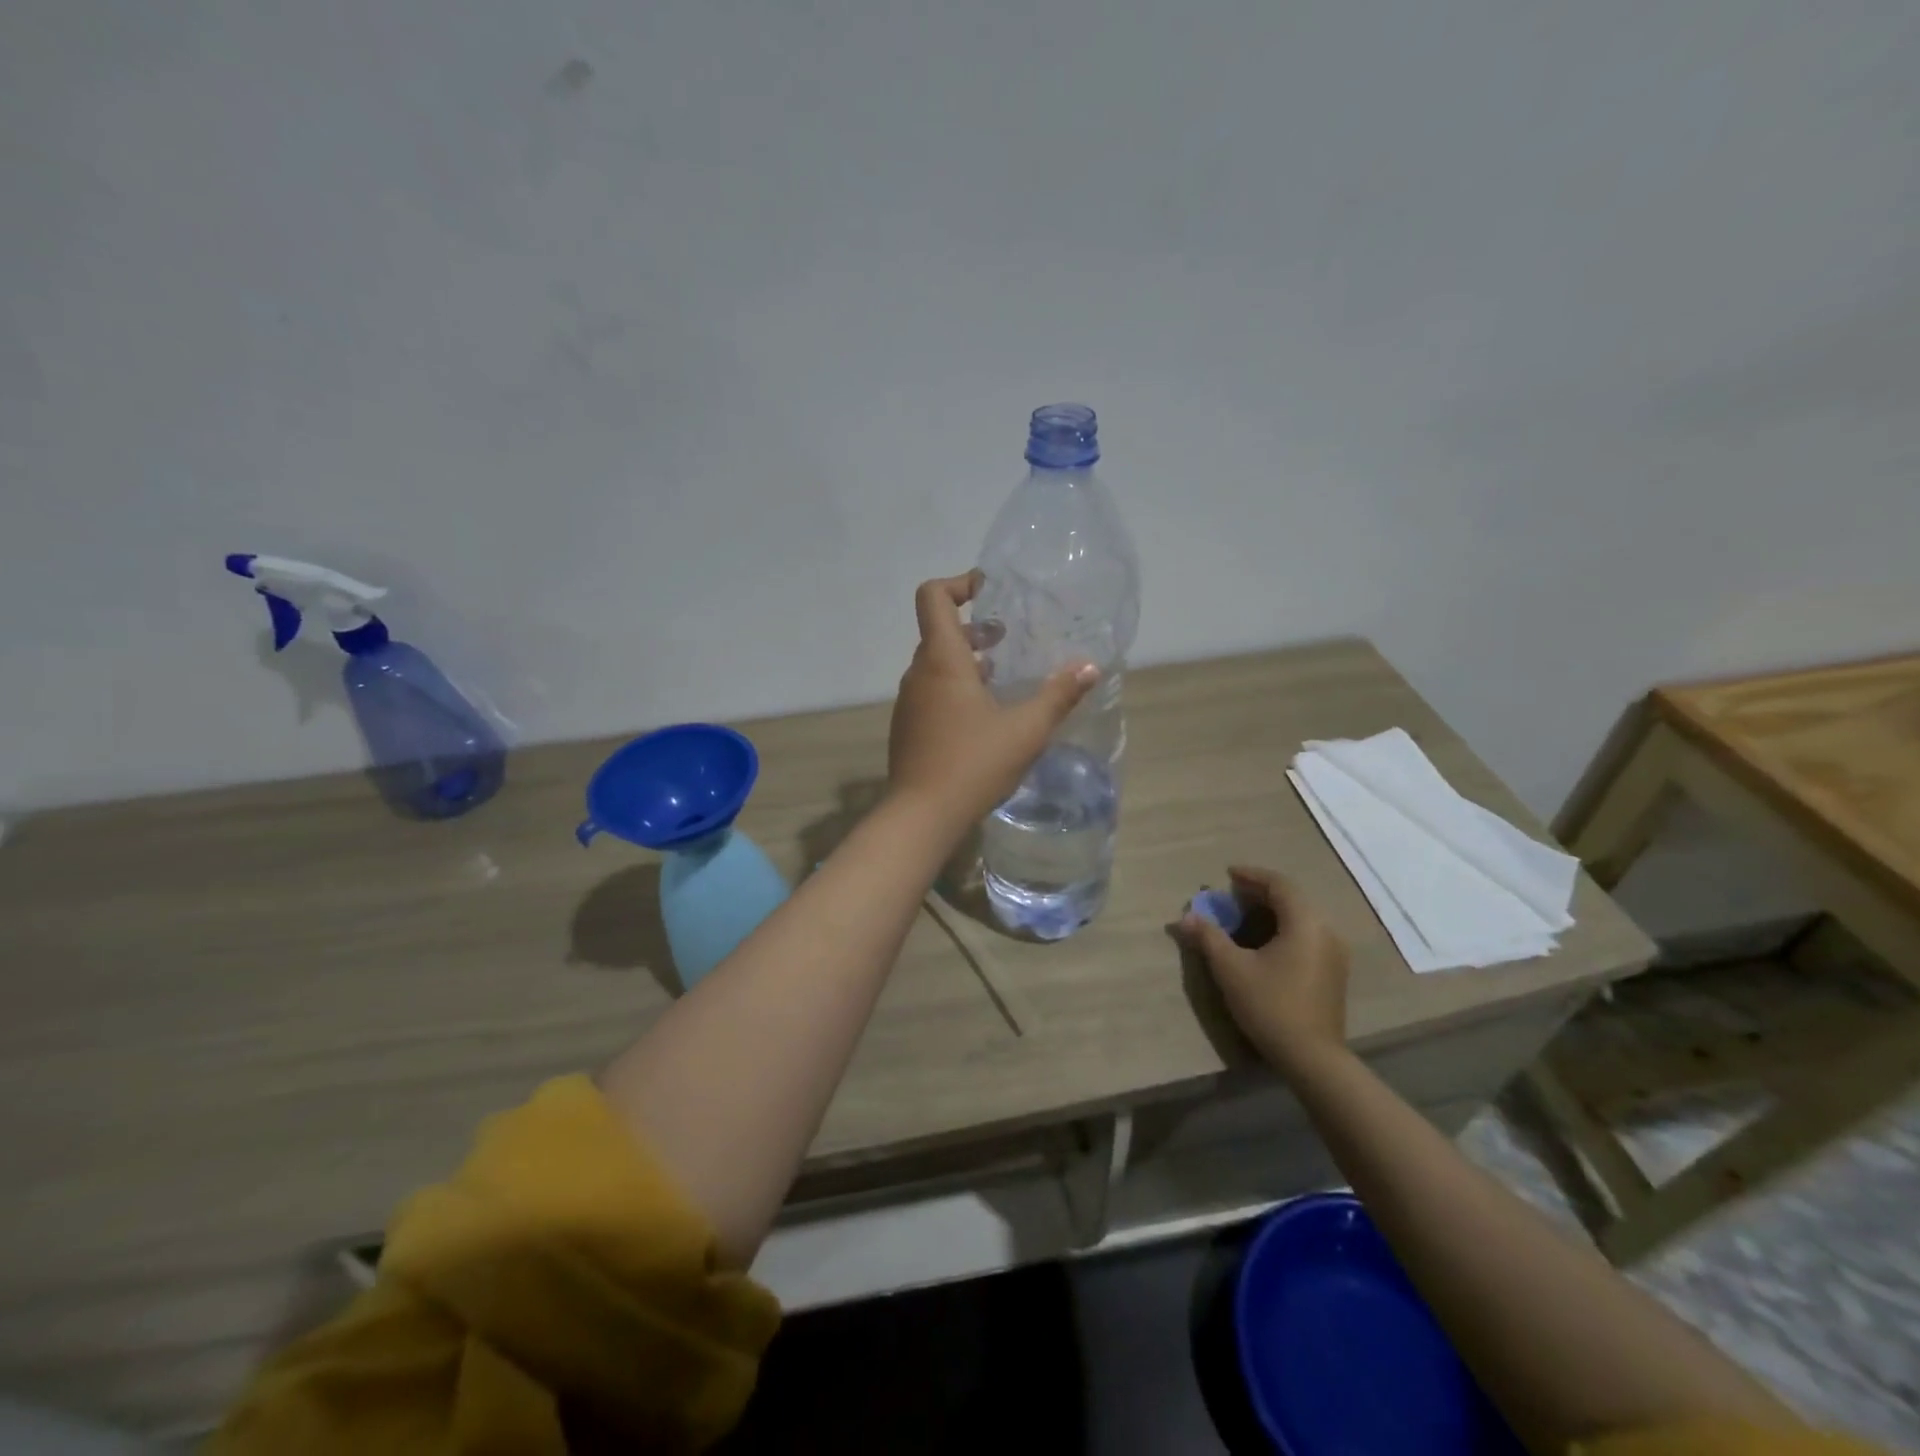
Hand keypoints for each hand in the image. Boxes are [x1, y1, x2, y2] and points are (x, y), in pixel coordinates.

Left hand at [888, 571, 1098, 831]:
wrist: (921, 816)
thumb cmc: (974, 764)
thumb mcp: (1026, 730)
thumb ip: (1059, 695)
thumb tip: (1090, 667)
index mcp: (942, 660)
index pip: (933, 597)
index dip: (958, 583)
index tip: (989, 591)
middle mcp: (919, 674)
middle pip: (938, 631)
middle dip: (973, 628)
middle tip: (1007, 638)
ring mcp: (909, 702)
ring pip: (935, 664)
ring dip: (966, 661)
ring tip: (1001, 677)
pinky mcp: (907, 727)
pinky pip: (930, 692)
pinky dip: (954, 688)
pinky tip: (983, 716)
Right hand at [1176, 866, 1350, 1076]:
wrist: (1312, 1058)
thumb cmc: (1270, 1006)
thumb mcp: (1231, 969)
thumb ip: (1208, 937)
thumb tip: (1186, 917)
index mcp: (1305, 923)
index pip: (1280, 884)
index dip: (1252, 875)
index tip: (1227, 875)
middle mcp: (1326, 931)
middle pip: (1293, 898)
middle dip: (1260, 892)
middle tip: (1231, 895)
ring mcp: (1335, 953)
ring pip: (1301, 917)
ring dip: (1272, 910)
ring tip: (1243, 915)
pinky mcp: (1334, 972)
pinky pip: (1307, 934)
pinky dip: (1284, 927)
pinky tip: (1264, 942)